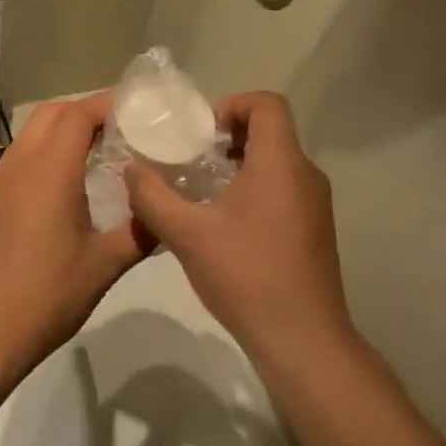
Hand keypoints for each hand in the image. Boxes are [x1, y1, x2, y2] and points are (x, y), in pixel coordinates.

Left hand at [0, 95, 149, 381]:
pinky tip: (64, 186)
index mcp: (49, 170)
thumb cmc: (46, 296)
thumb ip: (140, 232)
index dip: (108, 105)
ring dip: (63, 131)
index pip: (78, 114)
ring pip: (31, 134)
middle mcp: (19, 165)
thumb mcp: (104, 266)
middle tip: (121, 131)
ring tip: (98, 154)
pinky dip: (44, 153)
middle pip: (52, 113)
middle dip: (86, 111)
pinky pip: (19, 158)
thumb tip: (166, 213)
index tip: (138, 114)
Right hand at [124, 93, 355, 368]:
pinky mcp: (315, 230)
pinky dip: (255, 190)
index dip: (232, 105)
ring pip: (276, 163)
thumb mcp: (187, 234)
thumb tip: (130, 169)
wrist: (303, 341)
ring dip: (239, 166)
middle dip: (228, 138)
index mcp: (281, 162)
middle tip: (191, 162)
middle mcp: (305, 174)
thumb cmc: (247, 276)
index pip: (267, 103)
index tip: (201, 135)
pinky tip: (224, 226)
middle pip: (270, 131)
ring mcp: (315, 204)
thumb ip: (152, 196)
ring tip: (201, 193)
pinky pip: (284, 189)